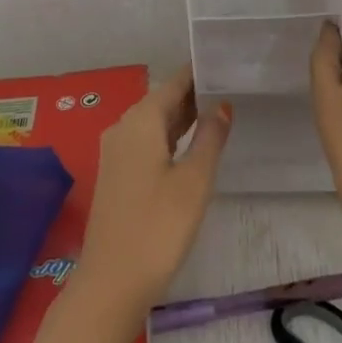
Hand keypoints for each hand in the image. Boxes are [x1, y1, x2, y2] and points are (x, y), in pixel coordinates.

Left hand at [77, 67, 232, 309]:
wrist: (112, 281)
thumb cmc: (159, 227)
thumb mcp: (195, 181)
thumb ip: (210, 138)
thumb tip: (222, 105)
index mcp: (140, 121)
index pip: (173, 83)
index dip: (198, 73)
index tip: (223, 62)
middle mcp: (123, 127)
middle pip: (162, 100)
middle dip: (193, 93)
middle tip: (229, 85)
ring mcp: (116, 151)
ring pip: (153, 122)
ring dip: (182, 116)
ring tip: (218, 110)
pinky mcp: (116, 174)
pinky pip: (146, 141)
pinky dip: (169, 136)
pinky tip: (190, 144)